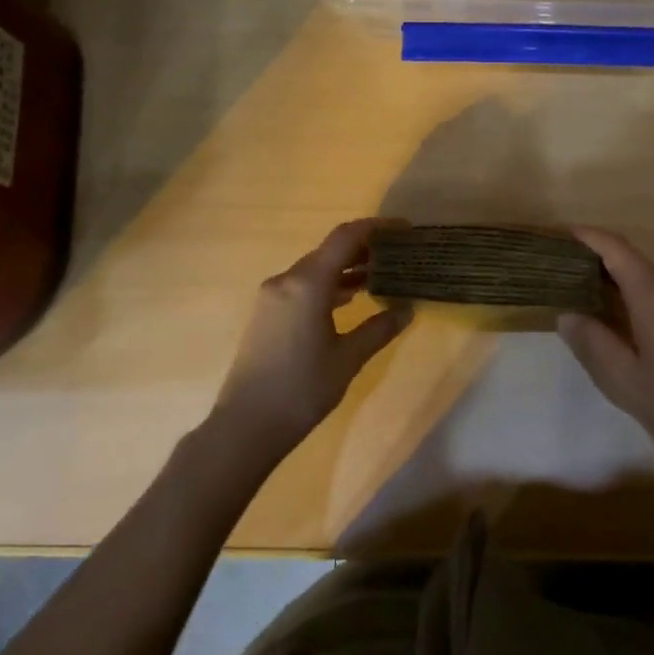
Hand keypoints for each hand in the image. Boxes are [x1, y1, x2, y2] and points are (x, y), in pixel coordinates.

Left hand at [210, 219, 410, 459]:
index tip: (404, 229)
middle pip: (330, 250)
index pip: (346, 237)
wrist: (246, 426)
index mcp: (308, 283)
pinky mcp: (267, 313)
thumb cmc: (302, 389)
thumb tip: (408, 310)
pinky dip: (329, 285)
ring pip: (316, 268)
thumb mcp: (349, 359)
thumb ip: (380, 329)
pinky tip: (350, 298)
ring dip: (347, 268)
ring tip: (381, 275)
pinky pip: (303, 285)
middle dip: (365, 248)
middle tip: (398, 255)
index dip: (377, 227)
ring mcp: (272, 296)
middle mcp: (287, 280)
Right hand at [557, 228, 653, 465]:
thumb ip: (591, 340)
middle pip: (630, 258)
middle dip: (596, 255)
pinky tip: (613, 315)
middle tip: (560, 266)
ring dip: (613, 276)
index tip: (560, 235)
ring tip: (579, 289)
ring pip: (644, 276)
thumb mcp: (621, 376)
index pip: (617, 249)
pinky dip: (629, 292)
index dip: (589, 236)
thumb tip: (567, 315)